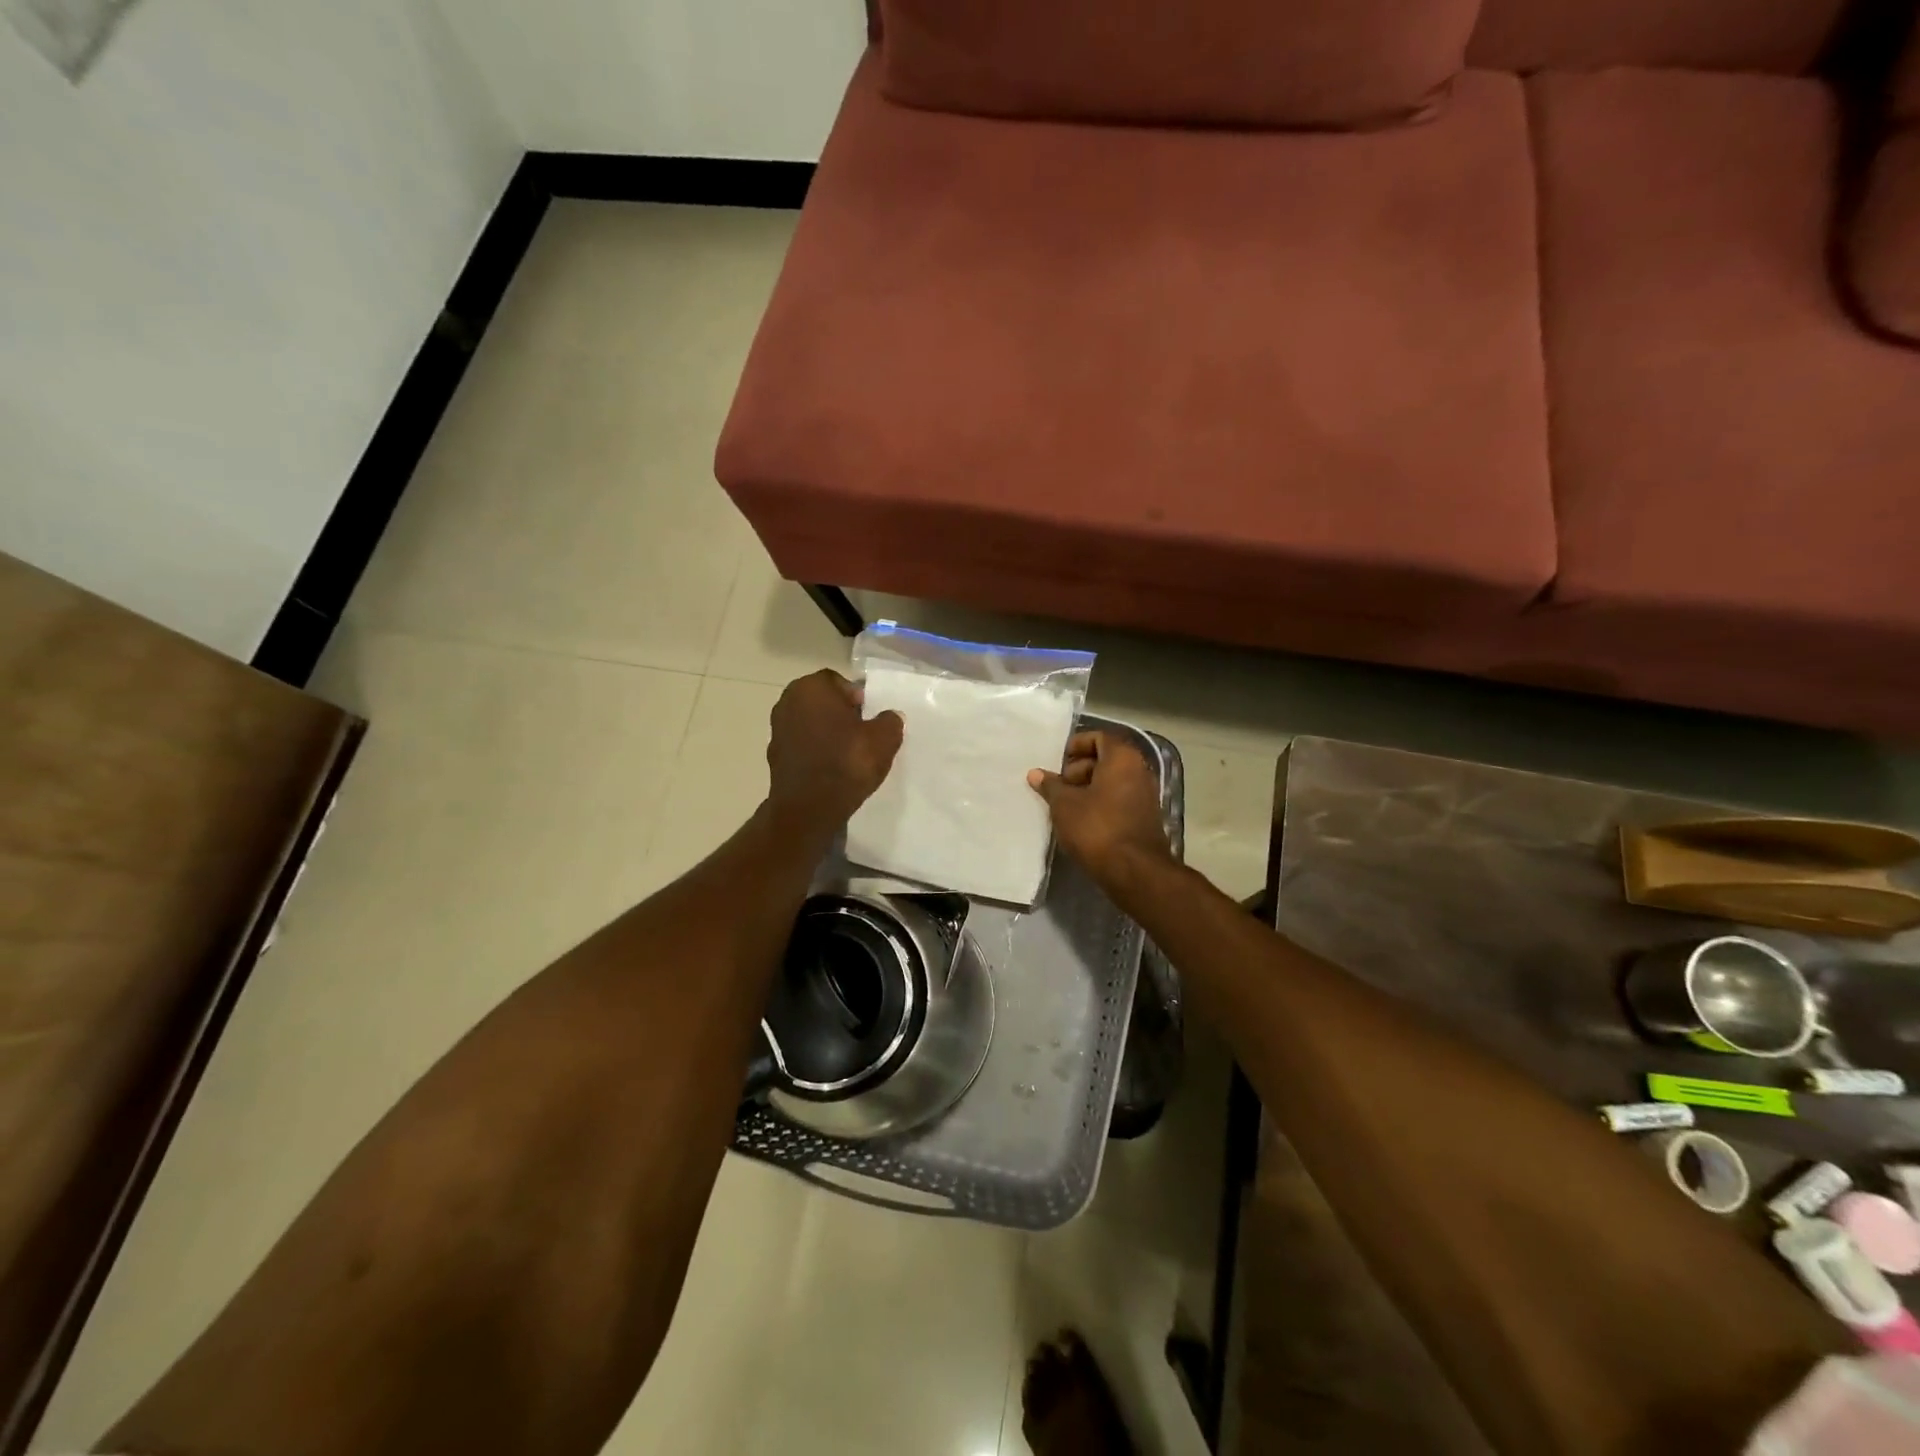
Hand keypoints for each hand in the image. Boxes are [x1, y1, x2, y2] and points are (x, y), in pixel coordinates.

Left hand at [766, 670, 902, 836]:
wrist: (809, 809)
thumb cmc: (846, 763)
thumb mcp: (884, 739)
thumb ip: (890, 721)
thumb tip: (889, 717)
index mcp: (811, 687)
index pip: (838, 682)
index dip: (857, 697)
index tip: (870, 717)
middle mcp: (787, 701)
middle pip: (822, 701)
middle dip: (841, 714)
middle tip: (862, 734)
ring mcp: (777, 729)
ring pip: (811, 723)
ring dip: (827, 733)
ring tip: (848, 754)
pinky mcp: (774, 755)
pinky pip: (802, 745)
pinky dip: (815, 751)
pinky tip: (831, 768)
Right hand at [1027, 732, 1171, 887]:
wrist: (1134, 871)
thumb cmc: (1097, 828)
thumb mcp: (1064, 805)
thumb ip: (1050, 786)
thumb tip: (1036, 774)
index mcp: (1122, 758)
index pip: (1098, 737)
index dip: (1075, 746)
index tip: (1057, 761)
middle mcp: (1139, 771)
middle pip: (1105, 759)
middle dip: (1078, 769)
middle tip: (1057, 786)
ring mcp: (1145, 795)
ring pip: (1111, 782)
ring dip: (1087, 789)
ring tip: (1063, 806)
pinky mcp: (1144, 818)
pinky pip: (1118, 800)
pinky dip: (1099, 804)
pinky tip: (1079, 822)